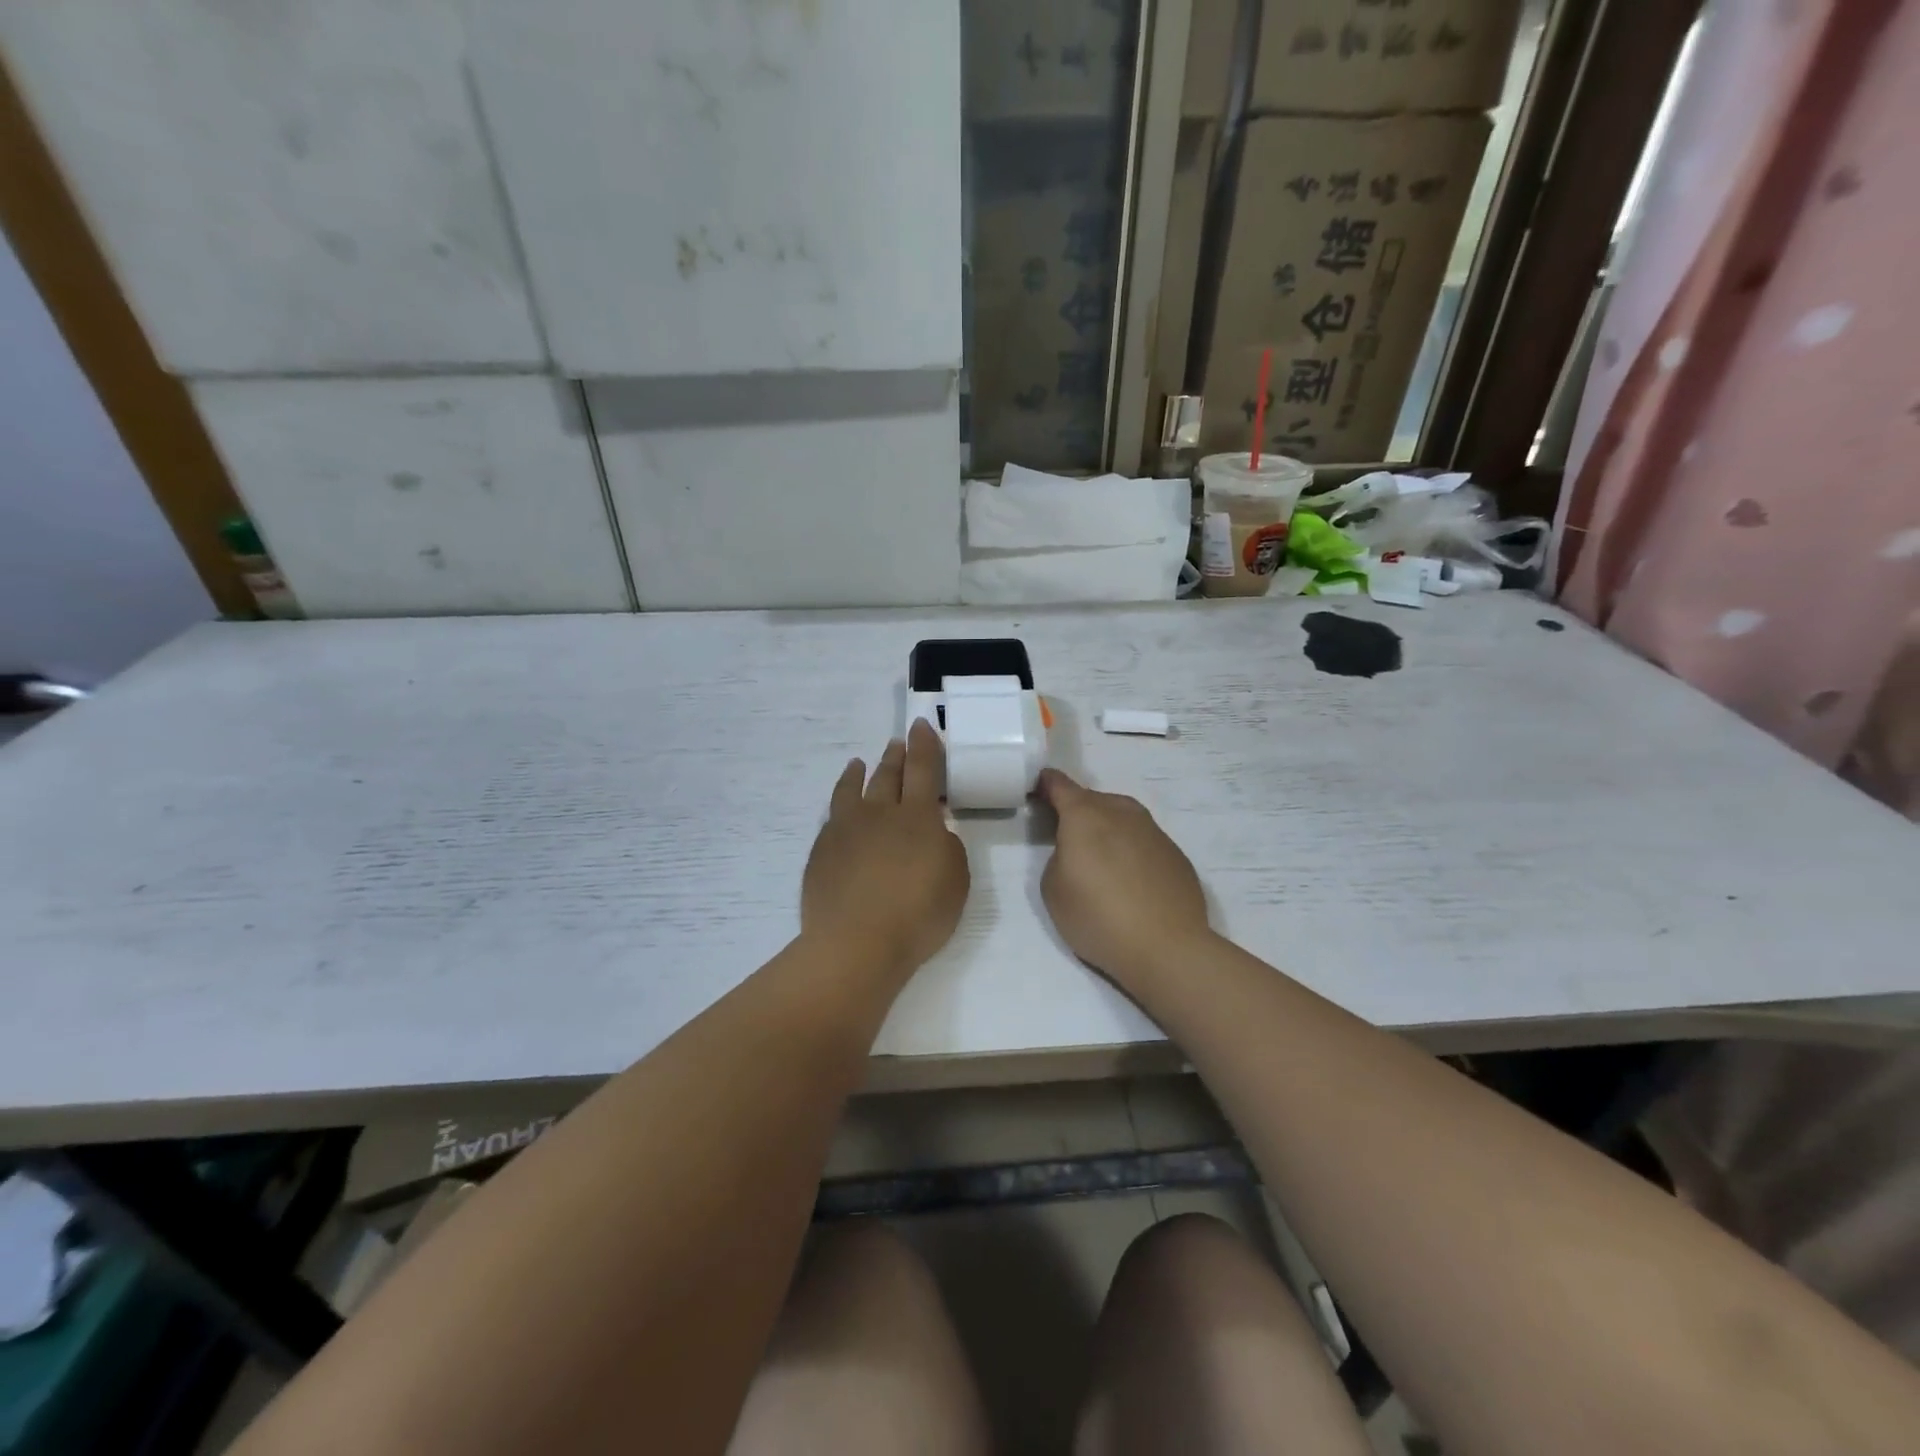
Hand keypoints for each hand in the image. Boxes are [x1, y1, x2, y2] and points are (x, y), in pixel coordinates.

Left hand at [801, 719, 969, 980]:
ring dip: (860, 773)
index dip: (924, 745)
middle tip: (897, 742)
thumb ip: (948, 848)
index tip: (920, 725)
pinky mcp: (822, 850)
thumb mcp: (956, 880)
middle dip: (895, 756)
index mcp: (917, 817)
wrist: (857, 943)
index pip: (923, 769)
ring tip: (859, 763)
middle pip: (888, 775)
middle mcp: (879, 813)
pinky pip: (833, 815)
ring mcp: (845, 830)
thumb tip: (935, 832)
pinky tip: (841, 809)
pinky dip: (839, 803)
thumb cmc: (918, 914)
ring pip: (853, 790)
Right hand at [1037, 768, 1211, 994]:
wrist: (1167, 948)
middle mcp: (1121, 812)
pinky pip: (1144, 841)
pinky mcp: (1175, 853)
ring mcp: (1153, 831)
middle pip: (1093, 799)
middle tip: (1068, 839)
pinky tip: (1131, 881)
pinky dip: (1132, 850)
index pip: (1059, 785)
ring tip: (1101, 861)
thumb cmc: (1098, 917)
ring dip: (1107, 829)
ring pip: (1122, 817)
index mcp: (1084, 815)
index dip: (1045, 785)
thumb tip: (1077, 850)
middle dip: (1077, 812)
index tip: (1037, 792)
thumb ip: (1058, 856)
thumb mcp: (1053, 889)